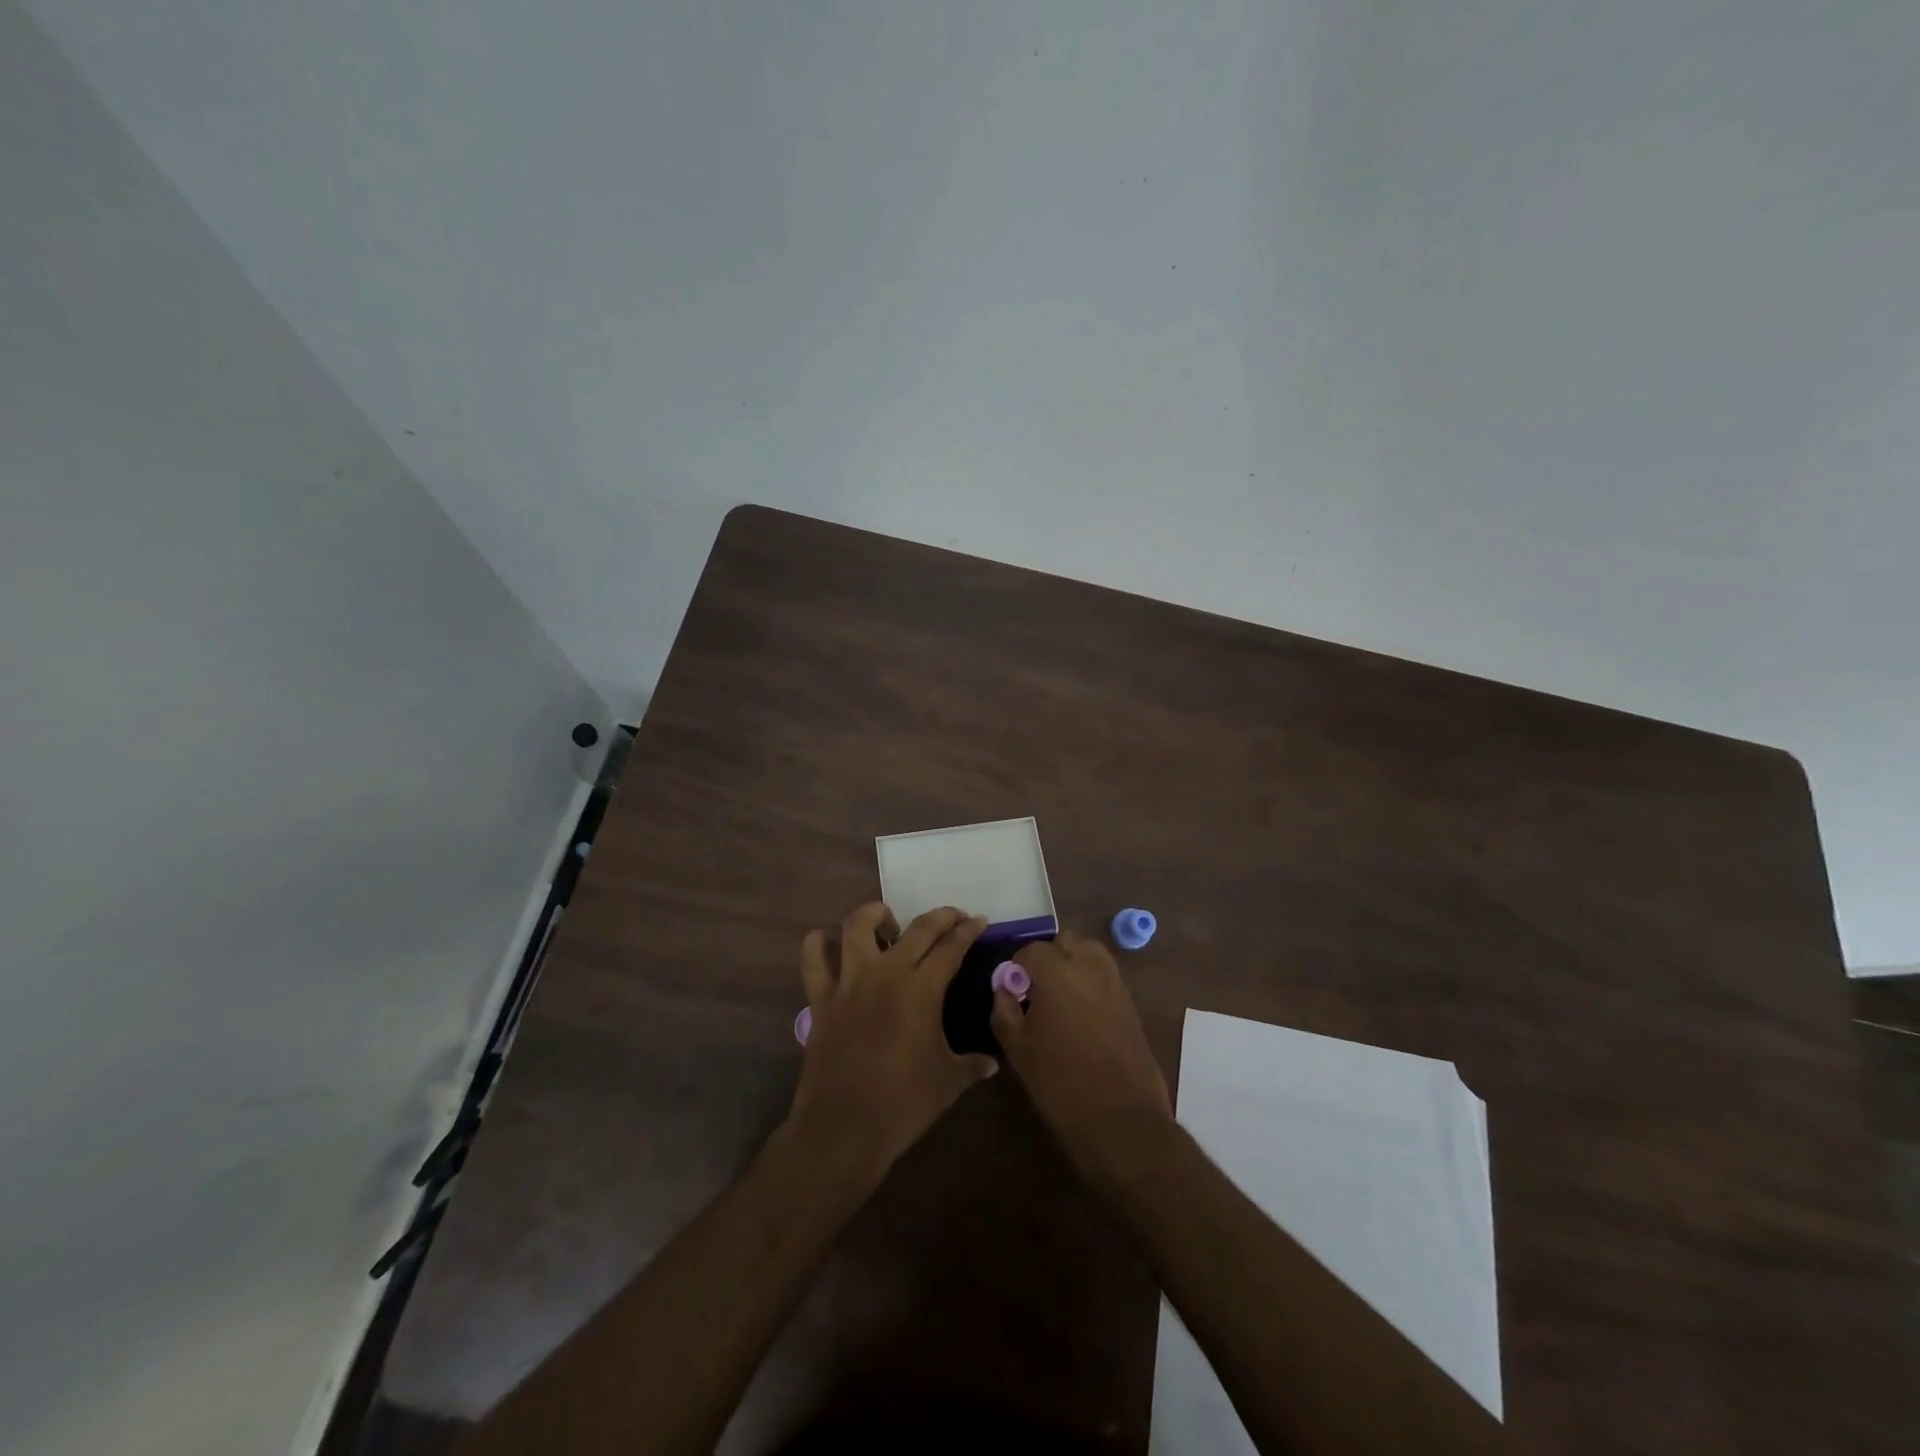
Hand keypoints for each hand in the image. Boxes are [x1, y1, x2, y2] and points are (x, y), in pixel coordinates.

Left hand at [786, 903, 997, 1180]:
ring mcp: (849, 982)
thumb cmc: (903, 1104)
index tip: (978, 920)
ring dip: (877, 916)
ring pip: (858, 926)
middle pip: (917, 928)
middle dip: (940, 916)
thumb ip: (972, 1065)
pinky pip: (813, 959)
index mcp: (921, 989)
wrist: (844, 1130)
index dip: (968, 930)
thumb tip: (992, 1063)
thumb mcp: (948, 1083)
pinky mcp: (821, 999)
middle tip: (952, 918)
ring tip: (889, 927)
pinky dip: (818, 944)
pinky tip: (828, 942)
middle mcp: (886, 973)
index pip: (951, 947)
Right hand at [990, 932, 1172, 1183]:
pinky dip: (1091, 981)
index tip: (1012, 989)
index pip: (1031, 950)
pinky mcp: (1131, 1002)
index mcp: (1057, 973)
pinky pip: (1106, 976)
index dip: (1017, 967)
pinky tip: (1081, 1013)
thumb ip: (1004, 1011)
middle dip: (1048, 957)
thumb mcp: (1018, 1050)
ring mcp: (1115, 983)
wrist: (1120, 1119)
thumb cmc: (1060, 1083)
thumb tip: (1004, 989)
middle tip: (1036, 988)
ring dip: (1073, 963)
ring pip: (1090, 953)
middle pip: (1065, 942)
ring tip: (1060, 996)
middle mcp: (1089, 967)